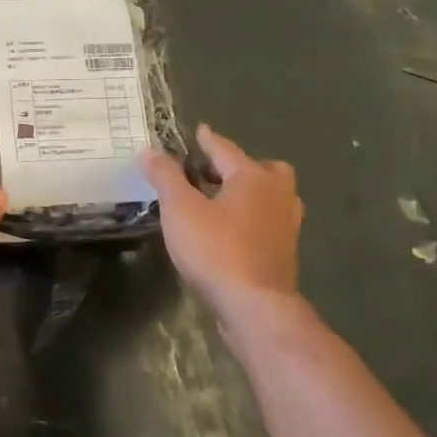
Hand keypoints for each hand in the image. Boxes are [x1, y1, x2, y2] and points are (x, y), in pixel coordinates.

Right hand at [140, 124, 302, 318]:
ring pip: (271, 197)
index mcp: (253, 178)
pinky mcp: (284, 253)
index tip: (199, 131)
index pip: (226, 150)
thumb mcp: (180, 210)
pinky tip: (231, 231)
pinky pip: (269, 222)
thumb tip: (150, 151)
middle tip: (213, 172)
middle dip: (239, 167)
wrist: (254, 305)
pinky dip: (252, 218)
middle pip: (263, 170)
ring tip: (221, 201)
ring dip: (249, 193)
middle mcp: (277, 196)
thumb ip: (165, 177)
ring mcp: (286, 226)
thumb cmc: (216, 250)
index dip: (208, 140)